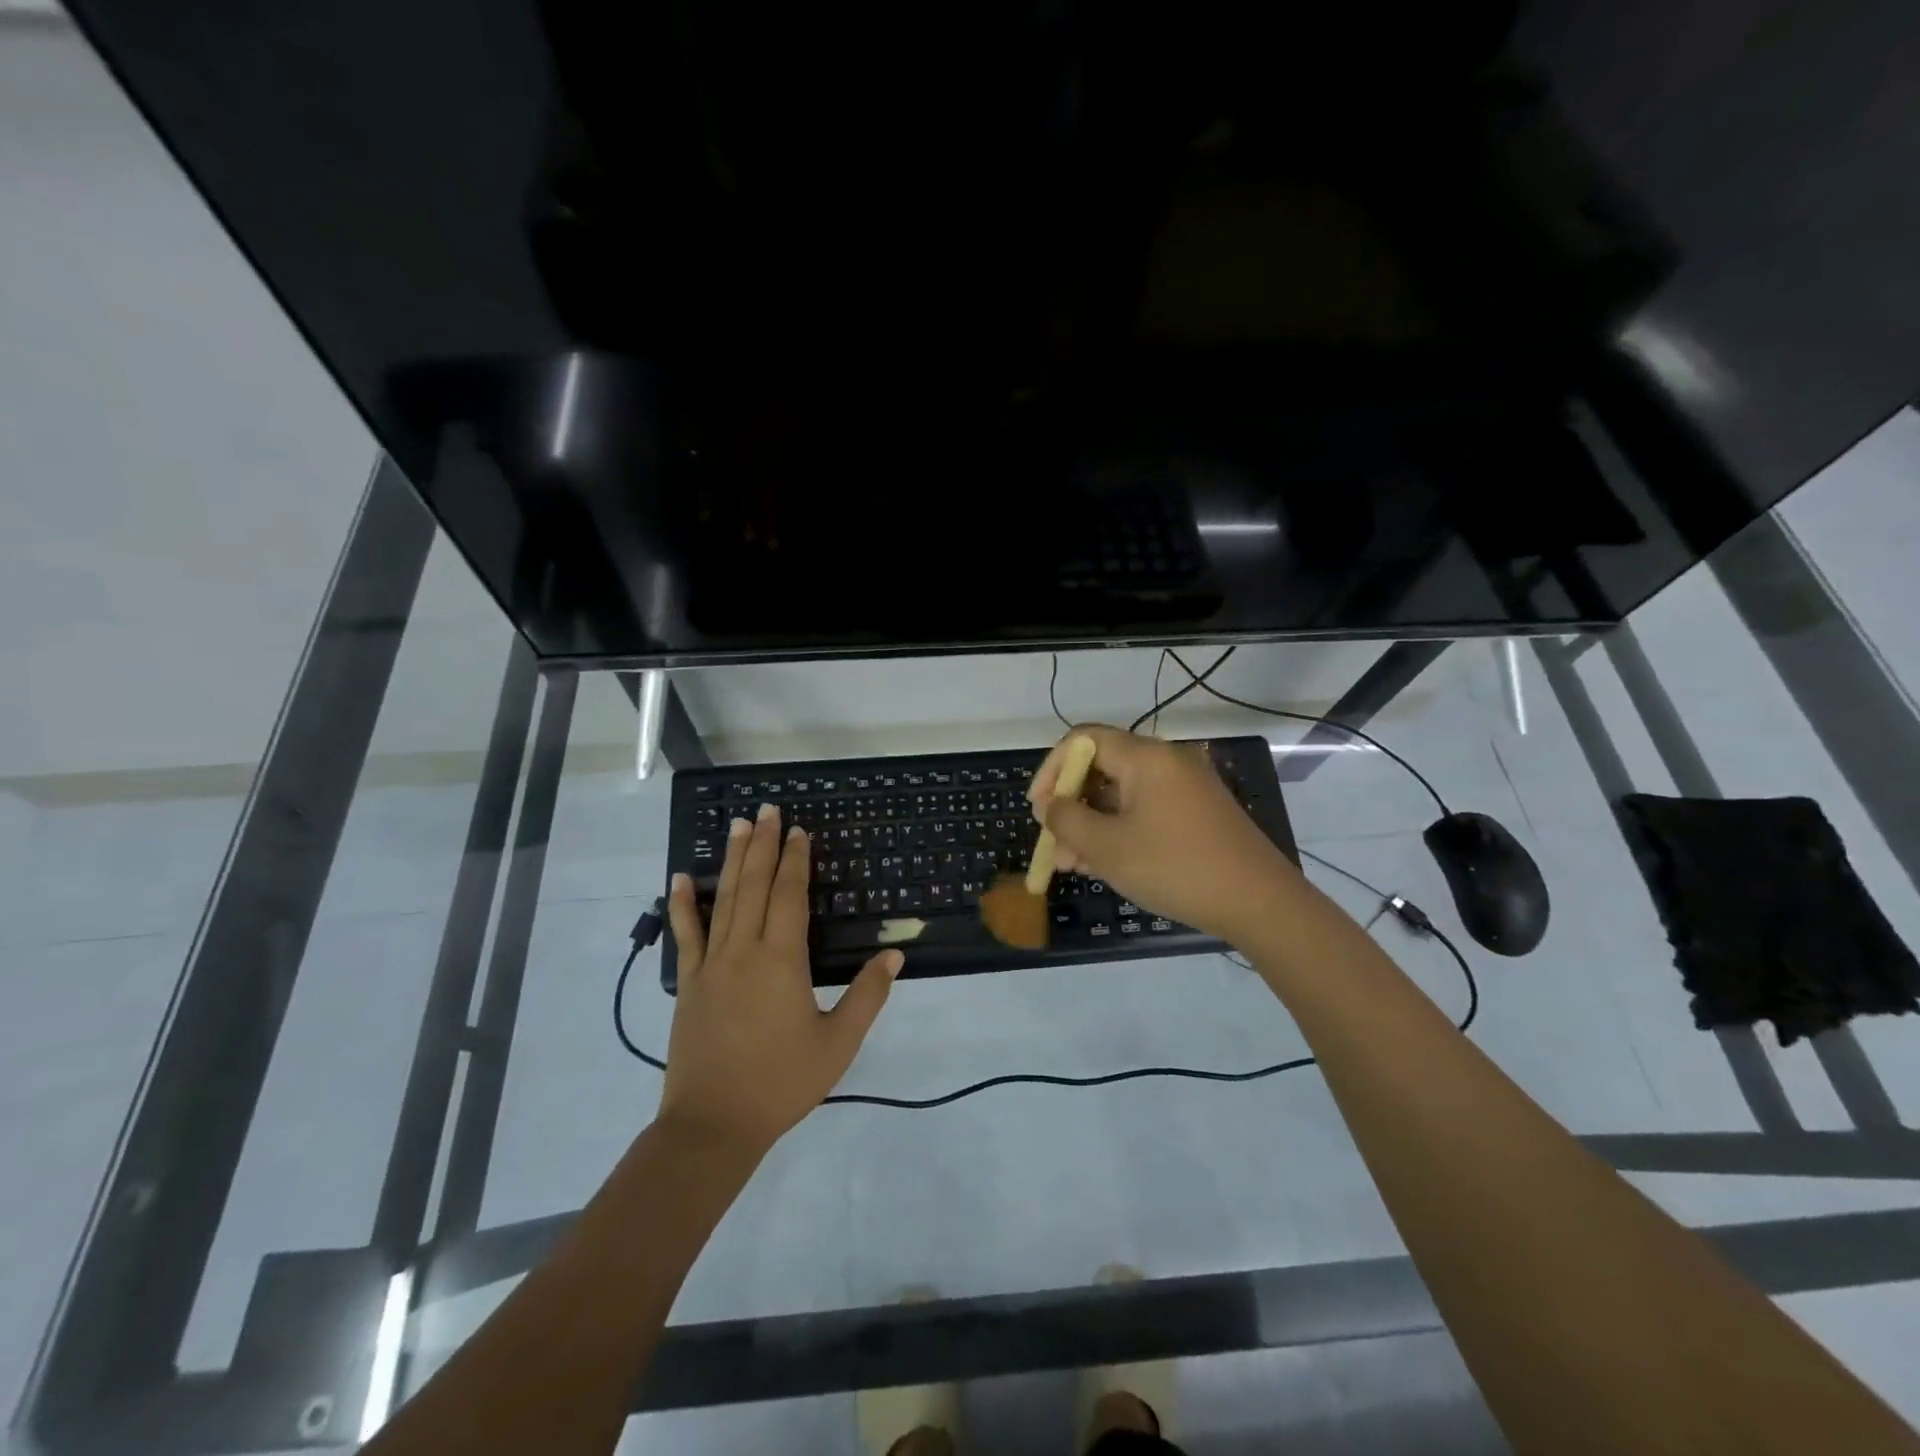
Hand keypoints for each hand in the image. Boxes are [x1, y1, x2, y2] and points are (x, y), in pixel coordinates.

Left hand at [663, 804, 901, 1153]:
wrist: (713, 1125)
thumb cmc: (781, 1083)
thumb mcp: (837, 1043)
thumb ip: (867, 996)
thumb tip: (894, 956)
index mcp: (781, 960)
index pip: (789, 896)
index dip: (794, 860)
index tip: (797, 830)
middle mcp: (744, 951)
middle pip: (755, 886)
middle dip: (762, 845)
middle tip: (766, 809)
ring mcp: (710, 965)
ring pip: (723, 900)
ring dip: (732, 860)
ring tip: (736, 825)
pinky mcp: (688, 983)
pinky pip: (686, 935)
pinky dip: (682, 904)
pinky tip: (680, 877)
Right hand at [1028, 725, 1297, 942]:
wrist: (1259, 902)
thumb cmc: (1175, 867)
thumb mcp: (1107, 847)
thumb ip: (1067, 820)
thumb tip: (1051, 806)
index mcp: (1145, 757)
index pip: (1082, 740)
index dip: (1051, 770)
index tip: (1038, 808)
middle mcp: (1167, 761)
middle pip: (1102, 768)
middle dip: (1070, 805)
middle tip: (1054, 844)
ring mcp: (1186, 787)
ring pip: (1122, 795)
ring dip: (1092, 824)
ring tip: (1073, 865)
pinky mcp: (1198, 812)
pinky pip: (1146, 810)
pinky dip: (1120, 830)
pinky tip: (1105, 864)